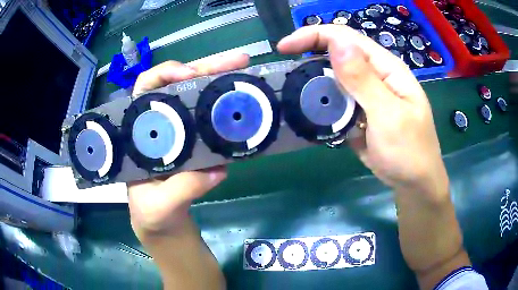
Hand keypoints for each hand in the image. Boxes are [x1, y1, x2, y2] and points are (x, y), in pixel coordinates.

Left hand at [128, 53, 249, 235]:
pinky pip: (215, 118)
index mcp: (140, 131)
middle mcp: (161, 123)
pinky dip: (230, 106)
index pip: (146, 88)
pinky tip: (249, 98)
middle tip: (239, 61)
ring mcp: (183, 131)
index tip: (189, 74)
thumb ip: (180, 189)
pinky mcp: (200, 142)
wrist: (165, 225)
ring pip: (200, 95)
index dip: (165, 74)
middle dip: (207, 67)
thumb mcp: (159, 205)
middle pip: (180, 84)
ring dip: (223, 80)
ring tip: (247, 70)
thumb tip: (216, 169)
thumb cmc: (151, 212)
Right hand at [279, 26, 470, 287]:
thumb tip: (337, 42)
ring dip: (315, 83)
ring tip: (297, 95)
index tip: (284, 48)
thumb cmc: (409, 152)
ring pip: (335, 77)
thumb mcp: (388, 115)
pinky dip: (323, 102)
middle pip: (338, 53)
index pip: (346, 38)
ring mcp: (368, 93)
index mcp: (386, 68)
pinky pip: (337, 99)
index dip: (313, 35)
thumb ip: (363, 79)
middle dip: (309, 57)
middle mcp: (376, 75)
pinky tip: (314, 112)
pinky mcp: (361, 111)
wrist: (414, 184)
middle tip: (288, 73)